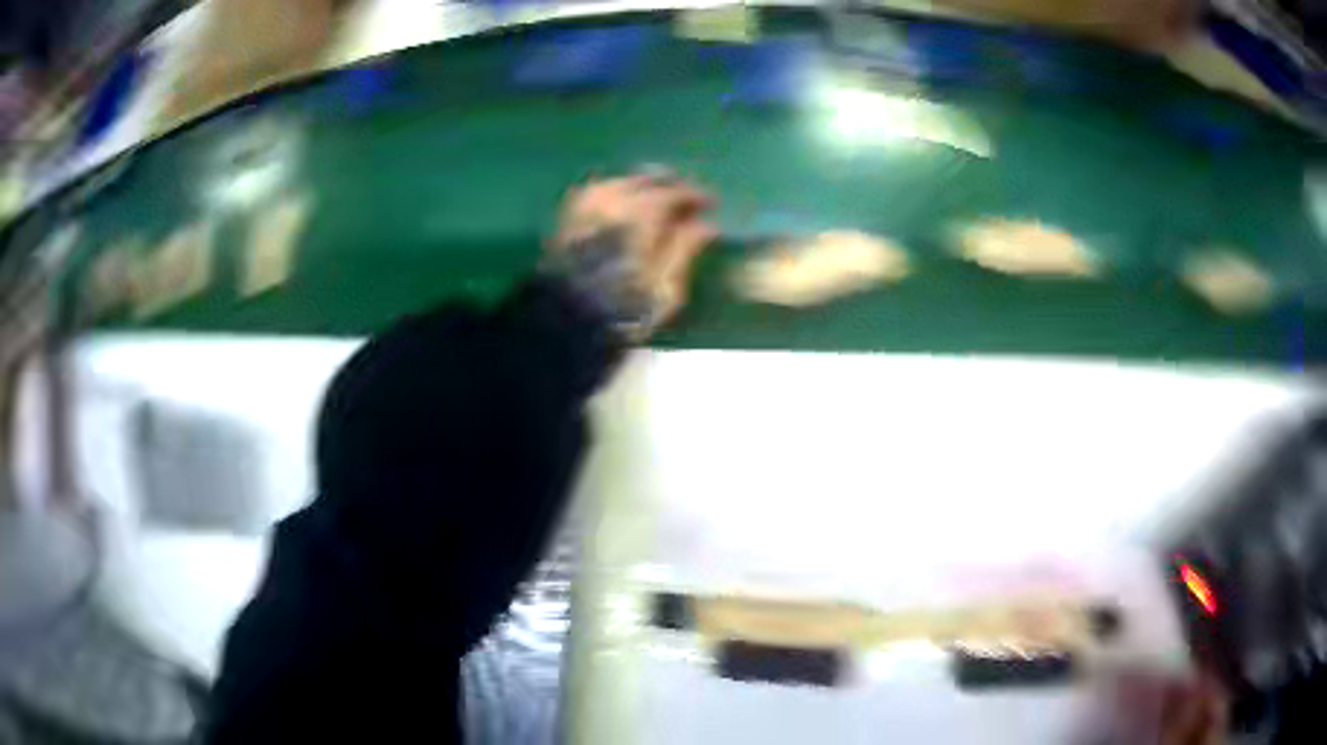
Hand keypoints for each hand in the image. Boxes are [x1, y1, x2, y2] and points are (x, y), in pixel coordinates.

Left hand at [545, 171, 716, 339]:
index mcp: (642, 211)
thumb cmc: (623, 309)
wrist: (563, 322)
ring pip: (622, 181)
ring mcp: (586, 204)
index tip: (712, 206)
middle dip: (671, 186)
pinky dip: (618, 194)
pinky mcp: (568, 216)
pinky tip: (624, 209)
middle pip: (648, 178)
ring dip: (643, 187)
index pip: (677, 192)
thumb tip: (707, 224)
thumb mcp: (666, 286)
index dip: (697, 196)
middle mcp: (614, 197)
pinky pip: (598, 191)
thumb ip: (686, 248)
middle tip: (686, 202)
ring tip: (657, 205)